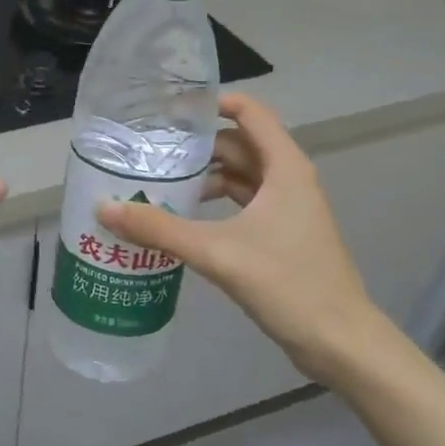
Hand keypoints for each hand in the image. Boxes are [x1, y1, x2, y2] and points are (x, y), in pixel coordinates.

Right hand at [96, 93, 383, 382]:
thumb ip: (159, 229)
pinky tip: (184, 220)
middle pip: (239, 146)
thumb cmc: (287, 283)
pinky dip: (215, 205)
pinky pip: (243, 205)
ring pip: (240, 178)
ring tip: (159, 185)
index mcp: (284, 168)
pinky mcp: (281, 236)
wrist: (339, 342)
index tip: (170, 110)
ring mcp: (287, 210)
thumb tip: (104, 208)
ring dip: (204, 178)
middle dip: (197, 147)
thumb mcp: (217, 251)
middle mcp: (288, 180)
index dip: (212, 103)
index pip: (250, 113)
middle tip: (151, 151)